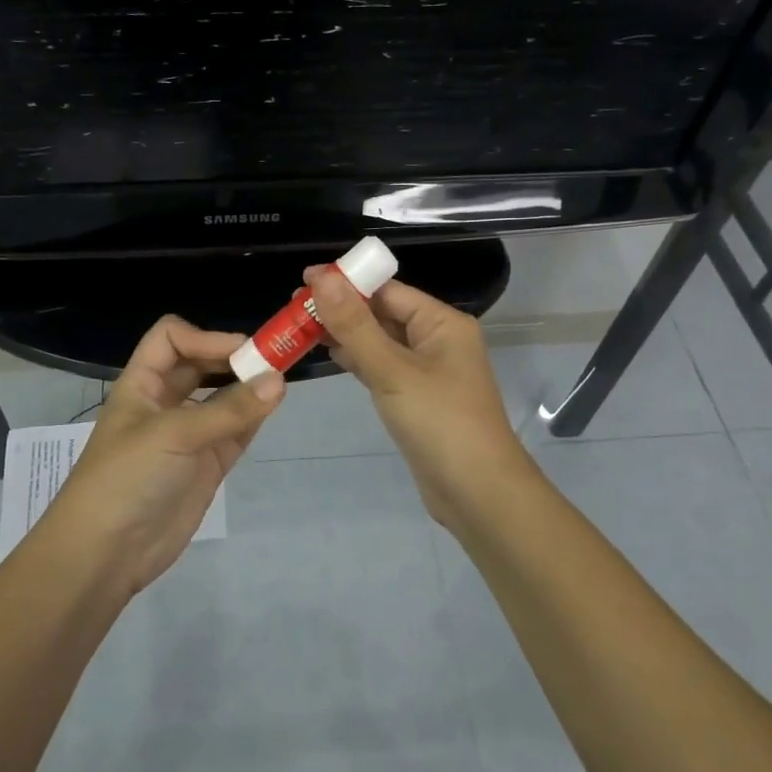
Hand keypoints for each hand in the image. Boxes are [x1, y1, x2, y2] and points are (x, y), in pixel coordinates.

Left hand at [46, 315, 283, 593]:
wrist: (105, 554)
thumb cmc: (127, 478)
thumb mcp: (173, 434)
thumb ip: (229, 409)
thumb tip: (279, 380)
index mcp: (142, 384)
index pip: (171, 339)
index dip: (204, 337)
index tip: (240, 352)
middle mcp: (165, 402)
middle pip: (201, 364)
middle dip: (232, 358)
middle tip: (272, 360)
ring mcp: (187, 434)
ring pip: (222, 397)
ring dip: (247, 387)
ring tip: (280, 381)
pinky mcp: (206, 464)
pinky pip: (235, 430)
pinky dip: (254, 417)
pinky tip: (273, 406)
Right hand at [307, 267, 533, 528]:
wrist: (477, 494)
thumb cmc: (440, 423)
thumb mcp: (392, 370)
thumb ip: (355, 325)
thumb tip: (322, 277)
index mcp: (442, 323)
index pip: (388, 290)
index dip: (347, 282)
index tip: (303, 280)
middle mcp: (437, 340)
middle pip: (383, 313)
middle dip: (341, 308)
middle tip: (293, 306)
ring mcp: (427, 371)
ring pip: (380, 341)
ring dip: (345, 333)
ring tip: (300, 325)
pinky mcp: (416, 398)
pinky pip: (382, 367)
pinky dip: (357, 359)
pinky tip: (329, 353)